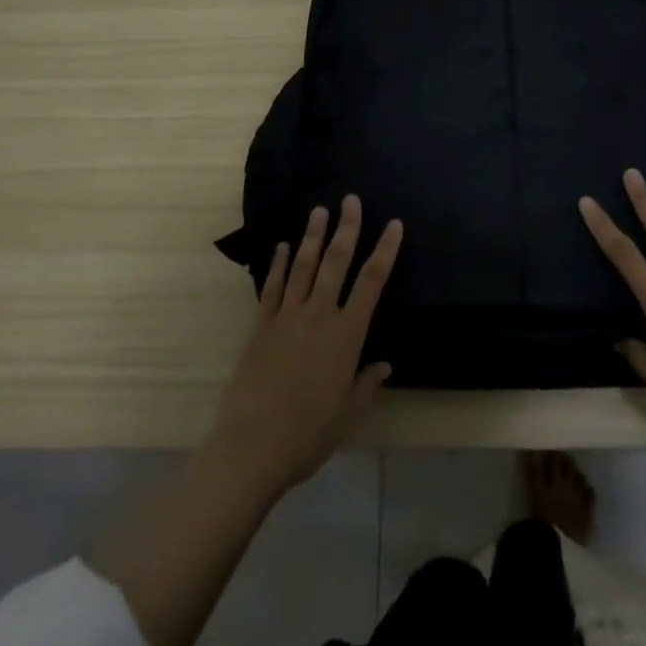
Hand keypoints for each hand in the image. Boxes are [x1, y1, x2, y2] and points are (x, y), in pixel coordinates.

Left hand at [205, 195, 402, 496]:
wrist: (252, 446)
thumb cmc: (308, 434)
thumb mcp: (348, 413)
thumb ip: (367, 384)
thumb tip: (385, 365)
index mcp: (347, 335)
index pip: (372, 282)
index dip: (384, 250)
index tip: (393, 224)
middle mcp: (319, 315)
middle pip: (337, 262)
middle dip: (346, 228)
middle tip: (350, 200)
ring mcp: (287, 317)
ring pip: (304, 266)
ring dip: (313, 236)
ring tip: (319, 210)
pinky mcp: (261, 326)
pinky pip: (273, 287)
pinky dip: (279, 264)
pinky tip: (283, 246)